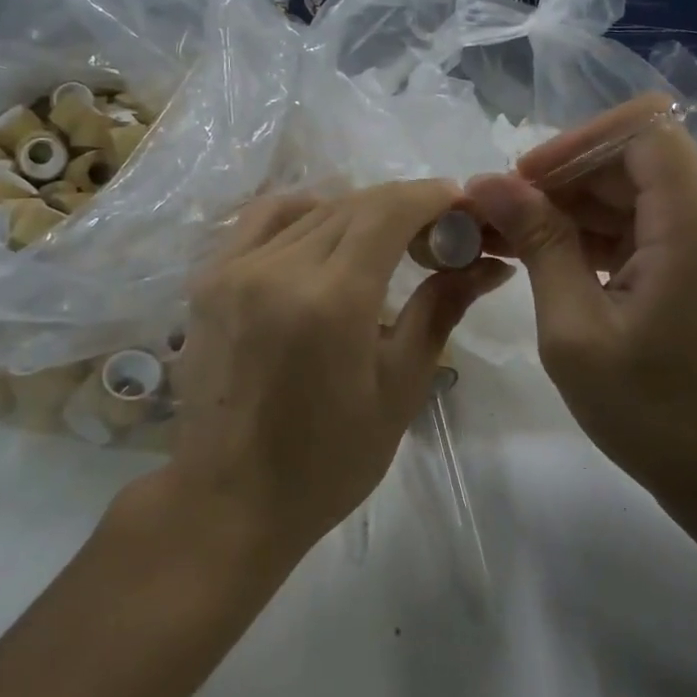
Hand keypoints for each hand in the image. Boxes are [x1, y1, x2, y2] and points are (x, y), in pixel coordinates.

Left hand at [168, 181, 511, 560]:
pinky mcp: (208, 279)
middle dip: (402, 205)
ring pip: (311, 209)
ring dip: (357, 210)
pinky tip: (324, 232)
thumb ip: (440, 310)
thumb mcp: (399, 388)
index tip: (460, 204)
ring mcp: (235, 269)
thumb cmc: (328, 460)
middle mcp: (279, 268)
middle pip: (352, 204)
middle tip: (435, 232)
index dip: (430, 196)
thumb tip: (488, 264)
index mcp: (332, 299)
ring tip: (386, 237)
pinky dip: (303, 213)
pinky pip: (262, 219)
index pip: (388, 211)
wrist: (230, 500)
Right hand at [466, 98, 696, 520]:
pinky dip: (599, 234)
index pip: (641, 129)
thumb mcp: (576, 329)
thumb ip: (538, 243)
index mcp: (696, 223)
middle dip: (561, 180)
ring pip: (635, 190)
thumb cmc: (654, 413)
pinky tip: (550, 261)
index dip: (575, 143)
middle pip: (631, 160)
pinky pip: (649, 223)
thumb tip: (488, 183)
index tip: (524, 183)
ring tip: (509, 240)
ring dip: (572, 209)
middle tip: (497, 217)